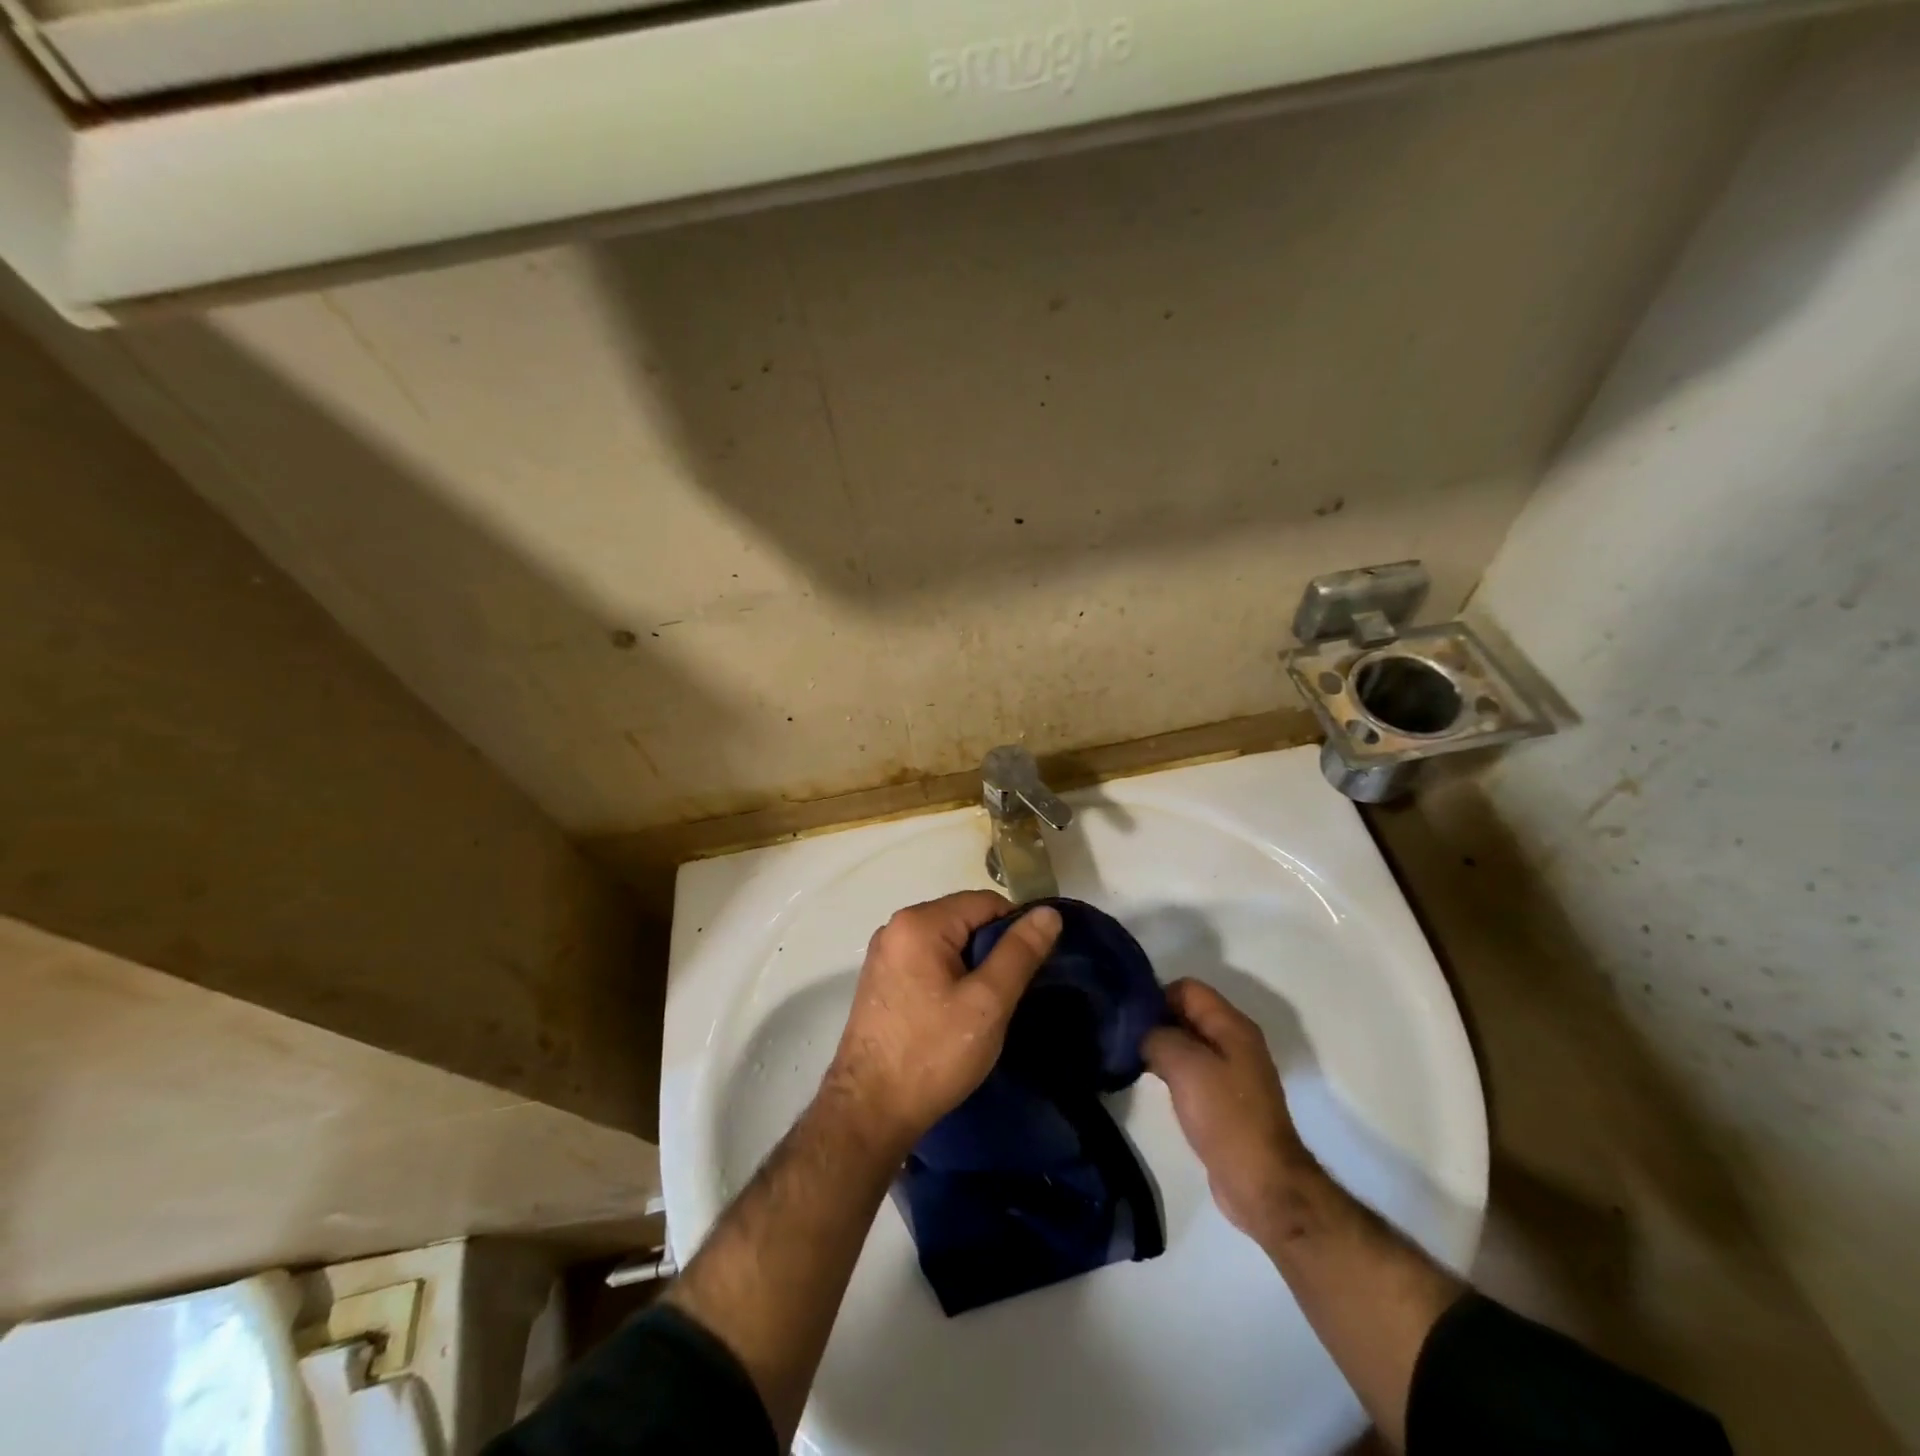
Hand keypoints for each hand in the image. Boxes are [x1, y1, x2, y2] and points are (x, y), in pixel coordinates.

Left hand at [825, 891, 1062, 1156]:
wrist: (869, 1112)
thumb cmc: (932, 1053)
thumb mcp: (987, 1003)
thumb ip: (1019, 952)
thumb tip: (1048, 912)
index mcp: (919, 922)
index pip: (985, 902)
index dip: (1016, 929)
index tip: (1033, 967)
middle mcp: (896, 927)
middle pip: (963, 918)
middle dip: (993, 948)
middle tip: (1011, 992)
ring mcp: (884, 954)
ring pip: (947, 942)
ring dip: (972, 965)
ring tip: (988, 1006)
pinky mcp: (880, 980)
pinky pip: (927, 961)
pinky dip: (949, 976)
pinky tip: (958, 1012)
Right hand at [1144, 978, 1317, 1243]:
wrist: (1262, 1183)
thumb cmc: (1225, 1116)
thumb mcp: (1184, 1065)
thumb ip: (1157, 1036)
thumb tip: (1141, 1030)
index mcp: (1232, 1025)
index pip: (1187, 988)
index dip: (1157, 996)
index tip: (1130, 1017)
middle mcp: (1235, 1041)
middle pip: (1187, 1012)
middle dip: (1156, 1019)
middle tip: (1124, 1037)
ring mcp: (1232, 1071)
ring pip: (1188, 1041)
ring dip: (1162, 1046)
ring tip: (1132, 1058)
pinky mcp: (1224, 1099)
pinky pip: (1192, 1069)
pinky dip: (1171, 1069)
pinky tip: (1151, 1081)